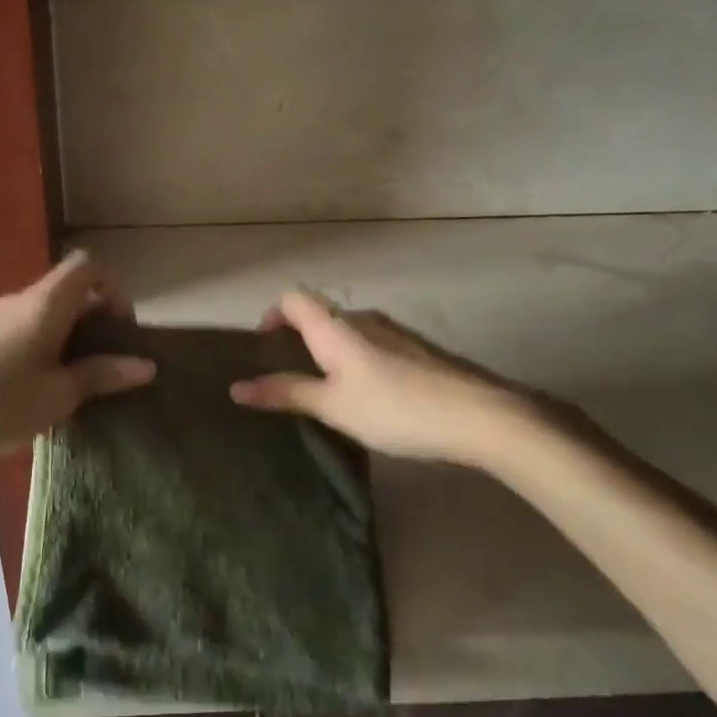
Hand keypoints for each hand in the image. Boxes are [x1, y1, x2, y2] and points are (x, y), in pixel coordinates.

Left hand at [0, 251, 155, 465]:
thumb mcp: (61, 394)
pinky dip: (51, 342)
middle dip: (98, 317)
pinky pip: (30, 326)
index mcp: (46, 303)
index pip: (87, 266)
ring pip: (50, 310)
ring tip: (85, 377)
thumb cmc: (3, 404)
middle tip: (111, 360)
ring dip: (74, 334)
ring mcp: (1, 317)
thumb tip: (147, 366)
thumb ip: (104, 374)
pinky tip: (51, 383)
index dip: (113, 288)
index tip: (122, 328)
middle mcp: (23, 300)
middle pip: (71, 289)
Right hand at [229, 291, 555, 468]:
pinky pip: (373, 346)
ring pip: (348, 333)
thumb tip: (236, 388)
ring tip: (325, 392)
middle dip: (298, 339)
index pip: (294, 299)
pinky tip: (367, 398)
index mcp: (337, 327)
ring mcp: (395, 333)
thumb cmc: (395, 409)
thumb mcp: (333, 406)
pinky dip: (356, 362)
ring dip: (329, 353)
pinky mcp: (418, 350)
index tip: (263, 346)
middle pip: (321, 316)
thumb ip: (286, 393)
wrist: (480, 417)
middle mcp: (364, 319)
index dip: (272, 314)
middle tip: (288, 377)